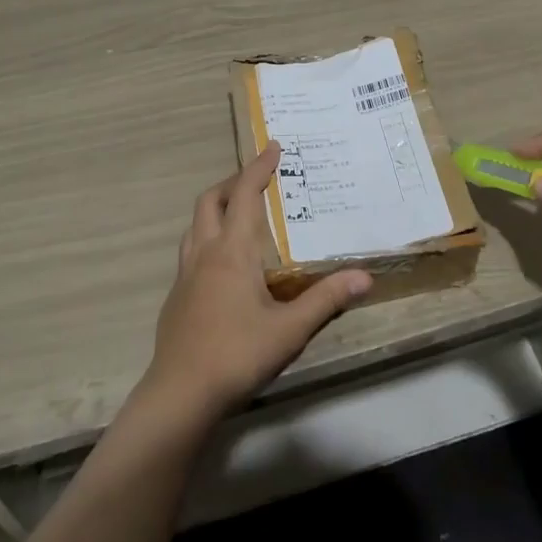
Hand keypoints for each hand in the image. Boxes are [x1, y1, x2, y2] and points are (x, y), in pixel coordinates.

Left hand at [142, 143, 372, 422]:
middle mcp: (205, 253)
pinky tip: (223, 264)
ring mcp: (185, 275)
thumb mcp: (290, 329)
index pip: (244, 194)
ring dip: (215, 208)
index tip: (273, 146)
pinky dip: (207, 237)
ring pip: (195, 225)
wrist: (180, 394)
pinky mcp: (176, 297)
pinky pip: (190, 250)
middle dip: (232, 182)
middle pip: (210, 201)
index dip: (258, 167)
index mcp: (232, 251)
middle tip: (256, 179)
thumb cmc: (237, 354)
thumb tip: (365, 276)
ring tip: (238, 214)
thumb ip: (326, 299)